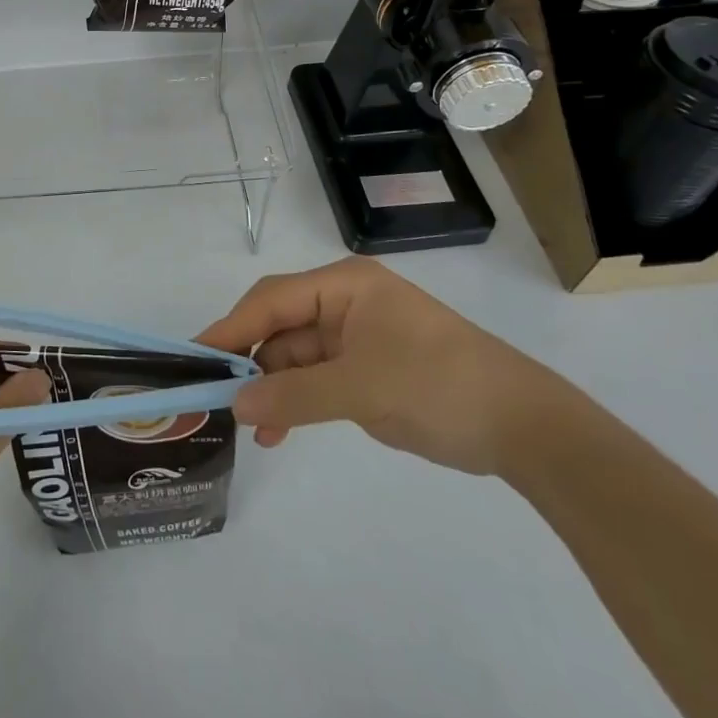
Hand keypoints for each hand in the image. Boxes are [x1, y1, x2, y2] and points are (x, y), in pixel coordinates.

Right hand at [197, 256, 563, 474]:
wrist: (522, 426)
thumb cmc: (438, 384)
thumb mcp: (361, 388)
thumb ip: (294, 395)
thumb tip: (234, 404)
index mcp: (343, 285)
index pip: (272, 299)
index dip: (231, 327)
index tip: (195, 357)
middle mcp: (344, 302)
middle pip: (280, 326)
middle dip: (251, 362)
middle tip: (217, 399)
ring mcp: (355, 337)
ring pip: (295, 357)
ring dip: (273, 389)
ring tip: (253, 429)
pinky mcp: (366, 370)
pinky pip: (316, 380)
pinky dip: (296, 402)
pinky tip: (279, 432)